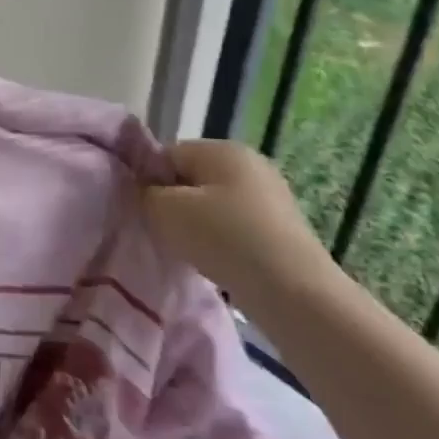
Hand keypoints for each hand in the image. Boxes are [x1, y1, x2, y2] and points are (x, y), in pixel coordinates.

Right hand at [143, 139, 335, 312]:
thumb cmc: (222, 237)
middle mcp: (250, 162)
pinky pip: (236, 225)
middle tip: (166, 233)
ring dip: (198, 224)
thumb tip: (147, 190)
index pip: (167, 155)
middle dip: (175, 203)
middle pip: (192, 178)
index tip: (146, 212)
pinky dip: (223, 240)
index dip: (150, 181)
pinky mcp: (282, 227)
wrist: (293, 291)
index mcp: (221, 148)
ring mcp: (271, 194)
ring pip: (214, 203)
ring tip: (193, 252)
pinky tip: (219, 261)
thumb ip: (145, 192)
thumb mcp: (164, 210)